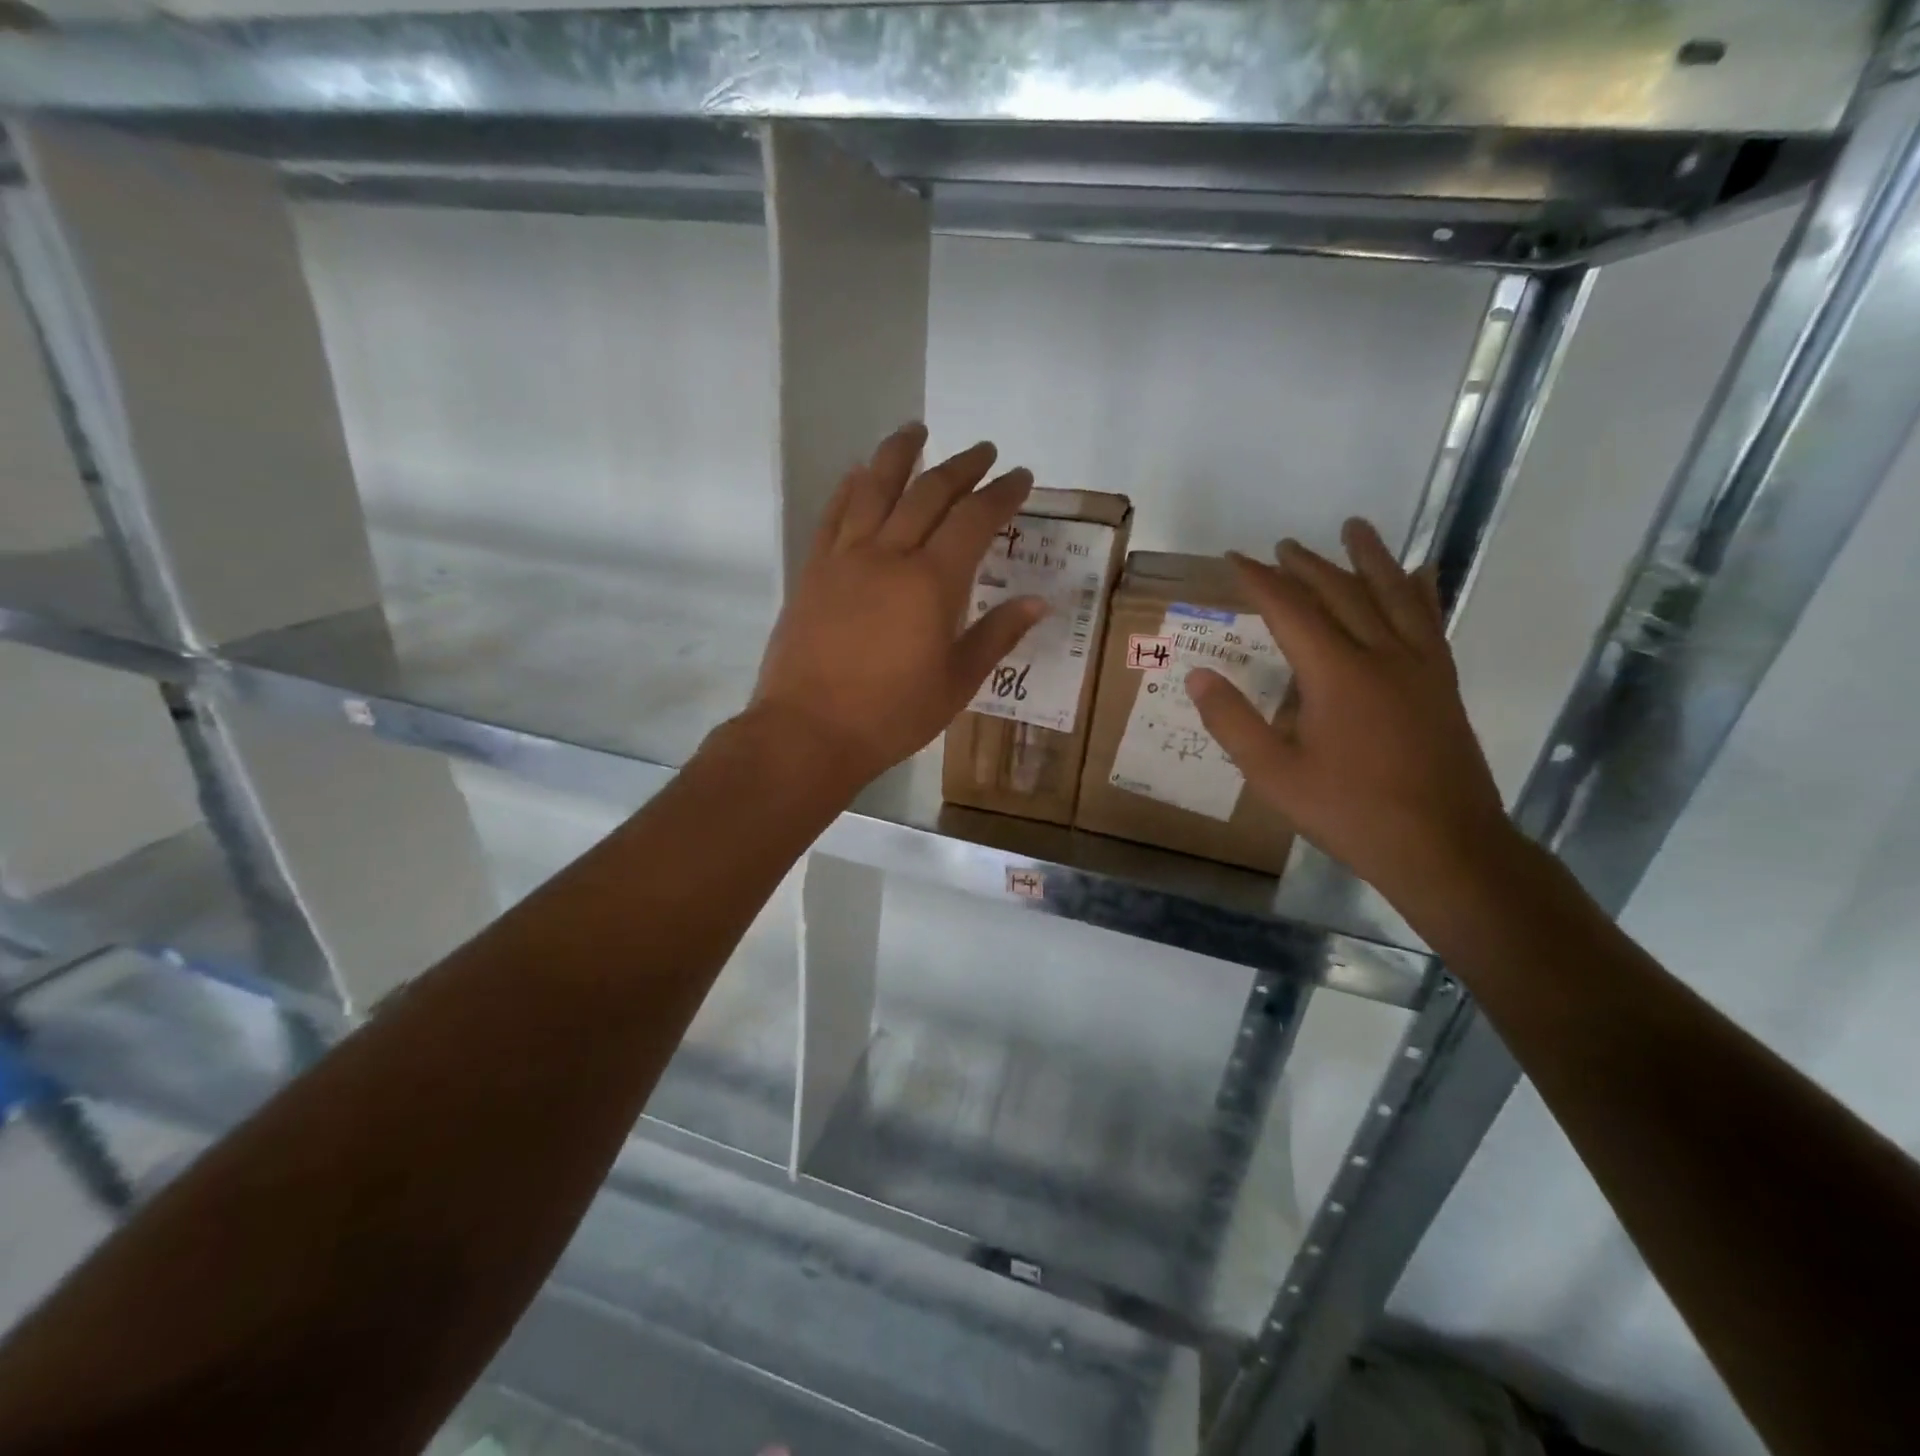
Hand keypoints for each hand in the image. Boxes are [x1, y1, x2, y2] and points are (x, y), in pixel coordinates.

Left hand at [749, 423, 1045, 791]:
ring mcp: (845, 558)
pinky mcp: (813, 570)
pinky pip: (834, 514)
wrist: (809, 732)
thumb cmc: (892, 715)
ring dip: (899, 453)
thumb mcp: (957, 683)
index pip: (975, 521)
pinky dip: (850, 488)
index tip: (1020, 475)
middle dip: (961, 466)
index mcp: (932, 583)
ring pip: (874, 488)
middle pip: (929, 493)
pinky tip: (858, 473)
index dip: (1001, 494)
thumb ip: (996, 635)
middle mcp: (889, 555)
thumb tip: (1038, 602)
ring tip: (916, 429)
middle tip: (984, 451)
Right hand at [1187, 520, 1513, 903]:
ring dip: (1369, 558)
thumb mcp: (1274, 775)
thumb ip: (1233, 722)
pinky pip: (1429, 621)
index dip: (1260, 580)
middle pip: (1341, 592)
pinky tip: (1419, 574)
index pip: (1291, 609)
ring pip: (1393, 595)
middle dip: (1307, 565)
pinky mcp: (1442, 683)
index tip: (1234, 558)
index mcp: (1336, 674)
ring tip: (1355, 528)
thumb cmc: (1350, 812)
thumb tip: (1198, 675)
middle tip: (1282, 545)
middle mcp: (1381, 655)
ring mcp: (1420, 666)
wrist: (1444, 846)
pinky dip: (1419, 590)